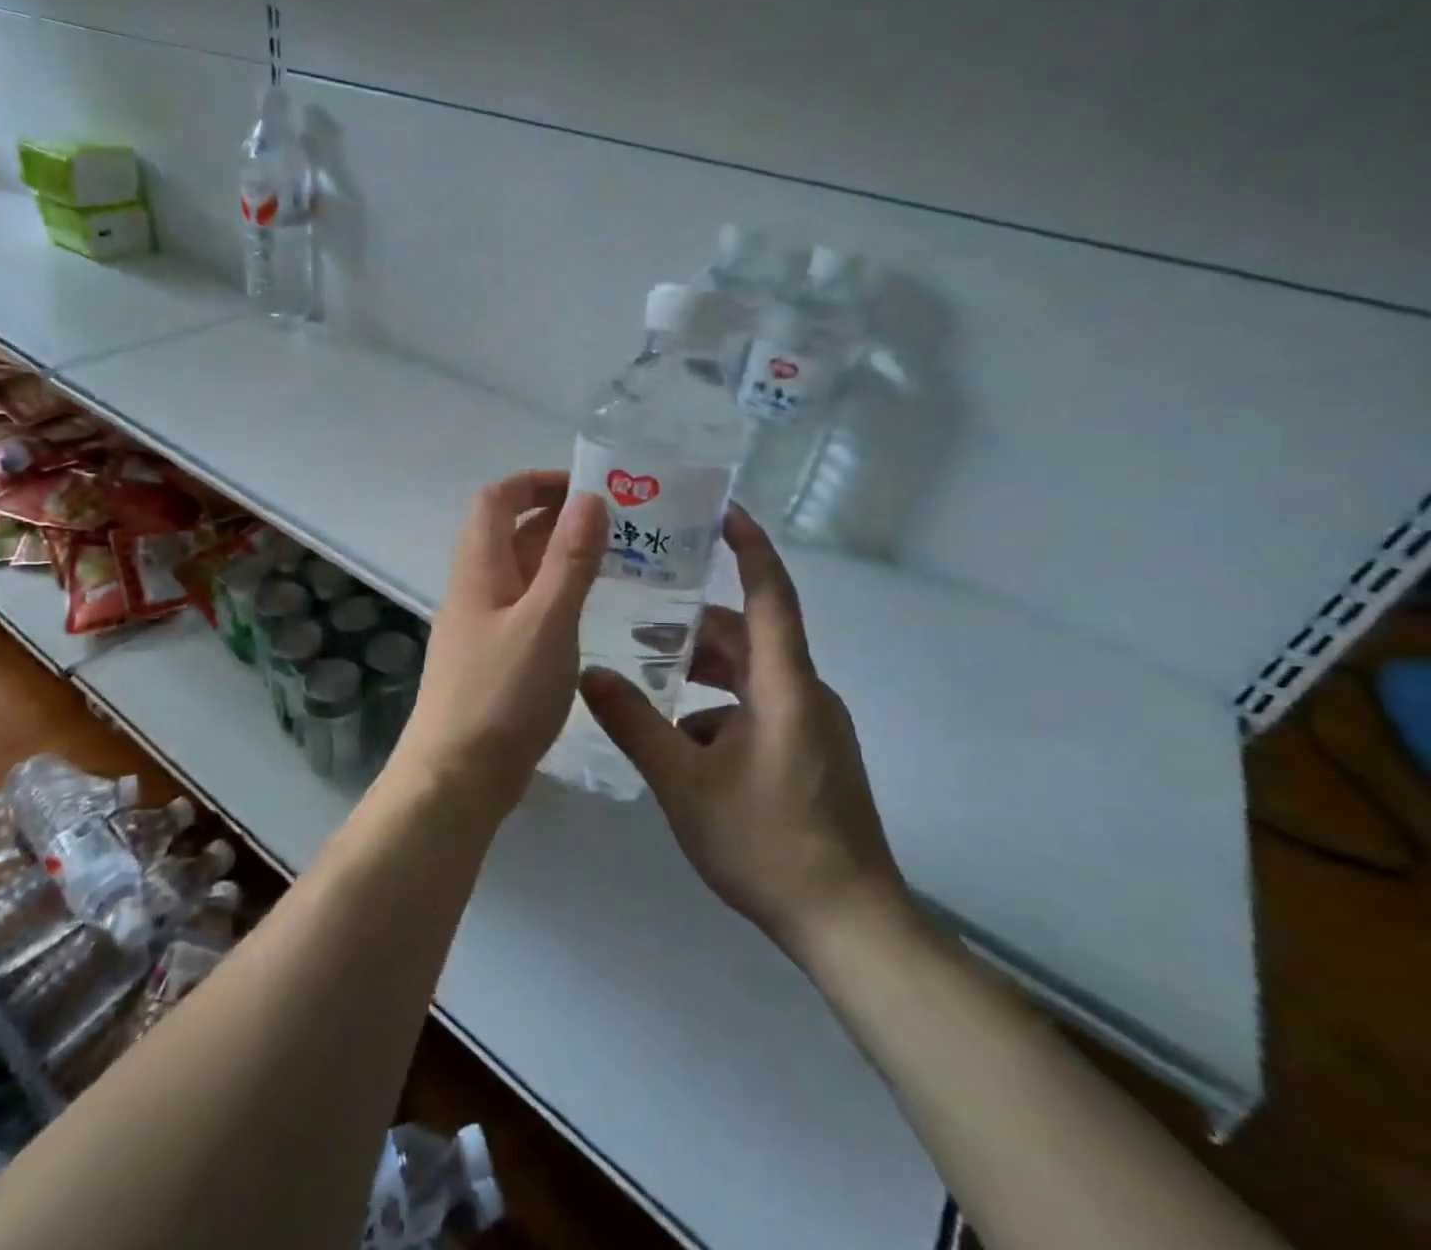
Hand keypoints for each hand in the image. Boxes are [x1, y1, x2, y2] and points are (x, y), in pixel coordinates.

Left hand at [395, 470, 606, 810]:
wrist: (456, 778)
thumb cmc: (501, 695)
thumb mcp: (546, 622)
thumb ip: (570, 560)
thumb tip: (590, 497)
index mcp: (479, 570)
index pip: (496, 499)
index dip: (535, 482)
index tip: (587, 488)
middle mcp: (474, 590)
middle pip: (510, 534)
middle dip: (558, 519)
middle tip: (617, 526)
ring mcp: (481, 627)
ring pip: (521, 574)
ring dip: (560, 559)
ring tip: (615, 563)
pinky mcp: (492, 660)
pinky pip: (525, 610)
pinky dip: (555, 598)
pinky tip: (587, 614)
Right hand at [578, 507, 910, 964]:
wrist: (849, 925)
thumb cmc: (768, 843)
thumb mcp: (684, 782)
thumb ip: (634, 724)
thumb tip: (588, 673)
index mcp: (785, 685)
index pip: (771, 595)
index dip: (749, 548)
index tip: (722, 512)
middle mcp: (804, 694)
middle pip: (747, 639)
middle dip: (694, 631)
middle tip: (637, 627)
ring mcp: (811, 728)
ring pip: (749, 679)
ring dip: (701, 676)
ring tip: (646, 685)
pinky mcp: (809, 756)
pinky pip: (757, 711)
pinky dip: (716, 711)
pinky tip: (678, 744)